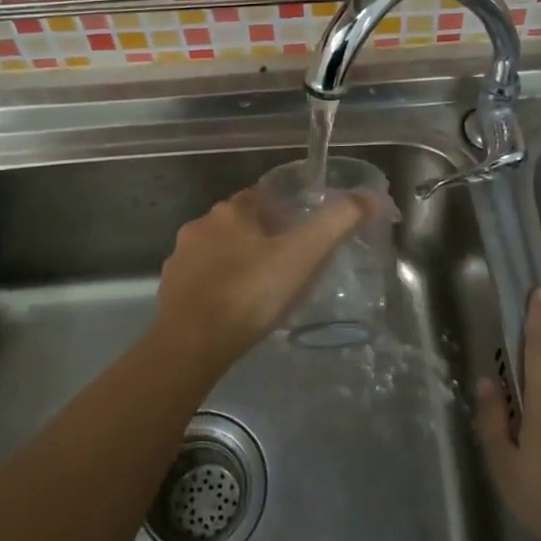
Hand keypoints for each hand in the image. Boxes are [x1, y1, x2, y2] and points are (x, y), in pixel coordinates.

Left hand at [156, 187, 367, 364]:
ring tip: (263, 287)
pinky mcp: (170, 290)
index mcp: (231, 211)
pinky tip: (234, 308)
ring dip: (237, 261)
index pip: (261, 196)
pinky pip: (201, 280)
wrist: (193, 344)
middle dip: (261, 236)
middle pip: (239, 223)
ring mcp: (180, 259)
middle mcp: (200, 226)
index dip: (284, 209)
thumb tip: (370, 196)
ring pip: (218, 251)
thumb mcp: (304, 256)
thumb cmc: (251, 292)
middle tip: (289, 262)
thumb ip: (337, 224)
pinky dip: (218, 287)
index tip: (302, 229)